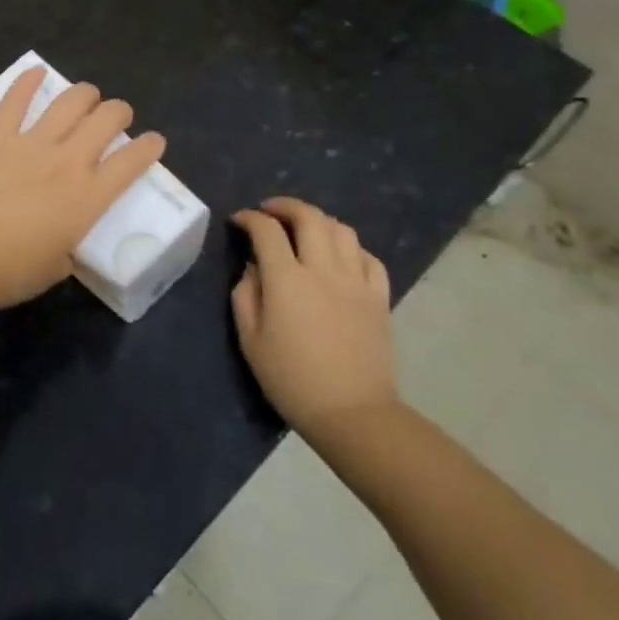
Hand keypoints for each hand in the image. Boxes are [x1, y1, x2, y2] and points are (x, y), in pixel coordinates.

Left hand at [0, 68, 165, 308]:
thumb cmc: (10, 270)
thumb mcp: (54, 269)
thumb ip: (65, 252)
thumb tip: (60, 249)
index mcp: (87, 198)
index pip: (131, 164)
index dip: (149, 147)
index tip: (154, 141)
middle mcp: (67, 162)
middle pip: (105, 122)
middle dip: (119, 112)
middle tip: (118, 116)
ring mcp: (30, 144)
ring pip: (68, 104)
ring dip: (84, 94)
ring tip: (88, 94)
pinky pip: (14, 102)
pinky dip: (26, 83)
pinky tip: (35, 71)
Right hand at [231, 198, 396, 440]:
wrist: (352, 413)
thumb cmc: (291, 379)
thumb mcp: (250, 340)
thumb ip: (246, 295)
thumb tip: (254, 268)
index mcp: (286, 280)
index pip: (267, 231)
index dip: (250, 218)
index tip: (239, 220)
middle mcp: (323, 270)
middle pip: (309, 217)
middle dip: (285, 206)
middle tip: (270, 211)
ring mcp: (356, 282)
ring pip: (341, 230)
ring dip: (319, 221)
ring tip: (305, 229)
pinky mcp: (379, 298)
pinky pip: (369, 258)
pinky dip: (351, 248)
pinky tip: (340, 257)